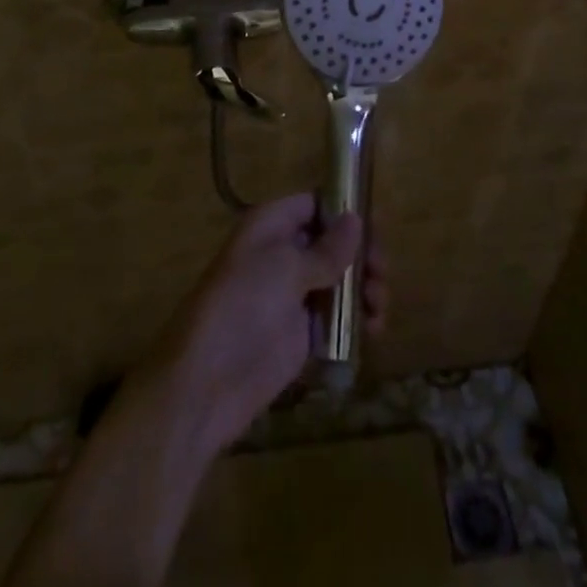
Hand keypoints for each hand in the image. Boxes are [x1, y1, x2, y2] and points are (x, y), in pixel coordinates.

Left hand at [137, 194, 385, 459]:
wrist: (207, 382)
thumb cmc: (243, 306)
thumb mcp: (286, 268)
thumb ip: (326, 248)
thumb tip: (355, 218)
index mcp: (272, 226)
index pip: (315, 204)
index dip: (345, 212)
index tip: (376, 228)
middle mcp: (283, 253)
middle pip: (333, 243)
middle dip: (362, 255)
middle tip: (380, 274)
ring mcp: (292, 295)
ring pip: (339, 280)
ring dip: (364, 289)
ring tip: (377, 309)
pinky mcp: (301, 334)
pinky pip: (337, 317)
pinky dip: (357, 320)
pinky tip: (372, 330)